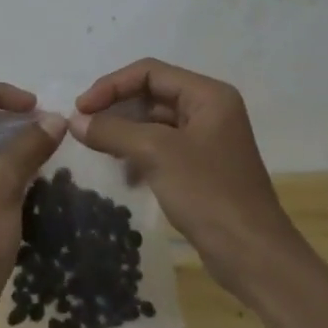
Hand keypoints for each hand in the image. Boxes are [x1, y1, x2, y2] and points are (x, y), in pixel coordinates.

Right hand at [72, 59, 301, 298]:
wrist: (252, 255)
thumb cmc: (208, 193)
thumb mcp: (156, 154)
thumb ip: (112, 131)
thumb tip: (74, 121)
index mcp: (208, 95)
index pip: (150, 72)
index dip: (111, 85)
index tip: (80, 108)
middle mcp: (210, 110)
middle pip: (152, 93)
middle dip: (116, 107)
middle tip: (83, 127)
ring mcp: (207, 139)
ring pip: (154, 122)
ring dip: (124, 131)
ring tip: (98, 148)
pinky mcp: (201, 167)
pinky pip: (162, 147)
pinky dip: (138, 153)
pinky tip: (123, 173)